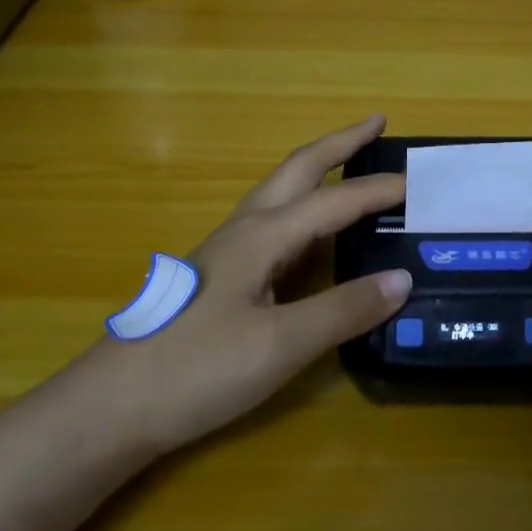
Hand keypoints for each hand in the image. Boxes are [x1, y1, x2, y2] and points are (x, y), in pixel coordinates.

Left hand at [105, 115, 410, 457]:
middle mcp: (244, 229)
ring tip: (350, 166)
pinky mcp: (218, 275)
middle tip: (376, 123)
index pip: (334, 201)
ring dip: (318, 171)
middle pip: (297, 169)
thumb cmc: (197, 369)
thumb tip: (403, 278)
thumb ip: (344, 310)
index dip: (377, 190)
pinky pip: (272, 223)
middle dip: (339, 143)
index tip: (419, 181)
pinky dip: (304, 208)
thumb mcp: (281, 344)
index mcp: (262, 235)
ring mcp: (226, 251)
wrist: (112, 407)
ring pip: (280, 193)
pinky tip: (310, 235)